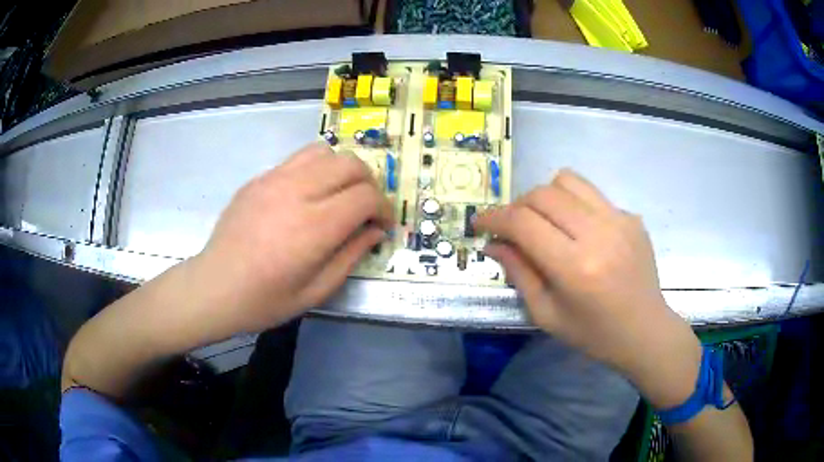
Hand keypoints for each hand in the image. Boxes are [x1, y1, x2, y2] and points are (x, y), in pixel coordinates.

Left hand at [196, 142, 392, 334]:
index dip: (384, 209)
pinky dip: (315, 169)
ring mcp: (274, 179)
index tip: (382, 226)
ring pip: (324, 152)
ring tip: (338, 194)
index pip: (366, 196)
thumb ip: (351, 255)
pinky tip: (307, 195)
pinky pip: (298, 159)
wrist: (215, 287)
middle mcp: (297, 192)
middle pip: (350, 164)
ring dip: (342, 170)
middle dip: (369, 183)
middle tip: (365, 208)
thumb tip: (375, 231)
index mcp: (314, 227)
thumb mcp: (316, 290)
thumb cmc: (265, 299)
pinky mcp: (259, 178)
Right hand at [476, 169, 701, 406]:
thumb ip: (518, 274)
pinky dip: (574, 205)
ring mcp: (619, 220)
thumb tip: (493, 243)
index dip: (494, 217)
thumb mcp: (547, 314)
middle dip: (518, 206)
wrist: (645, 330)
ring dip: (546, 196)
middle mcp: (598, 234)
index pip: (523, 223)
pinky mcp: (631, 216)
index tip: (479, 222)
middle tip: (513, 227)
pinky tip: (578, 230)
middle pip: (543, 194)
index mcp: (575, 267)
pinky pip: (592, 194)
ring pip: (568, 180)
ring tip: (545, 220)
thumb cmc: (594, 334)